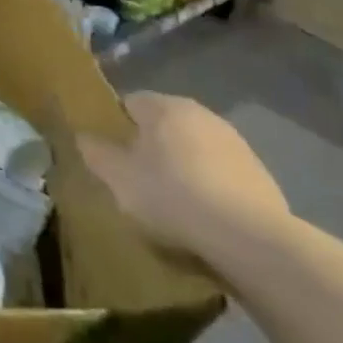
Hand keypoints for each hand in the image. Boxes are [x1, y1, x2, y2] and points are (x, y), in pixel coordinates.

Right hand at [78, 91, 288, 254]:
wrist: (251, 240)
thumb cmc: (172, 197)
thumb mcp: (118, 178)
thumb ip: (96, 152)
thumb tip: (84, 136)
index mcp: (165, 107)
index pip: (130, 102)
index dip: (115, 125)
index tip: (110, 153)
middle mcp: (201, 113)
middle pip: (163, 124)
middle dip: (149, 146)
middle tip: (135, 178)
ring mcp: (235, 142)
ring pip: (192, 147)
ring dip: (180, 165)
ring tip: (171, 201)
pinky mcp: (259, 173)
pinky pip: (219, 172)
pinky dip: (208, 185)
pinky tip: (203, 215)